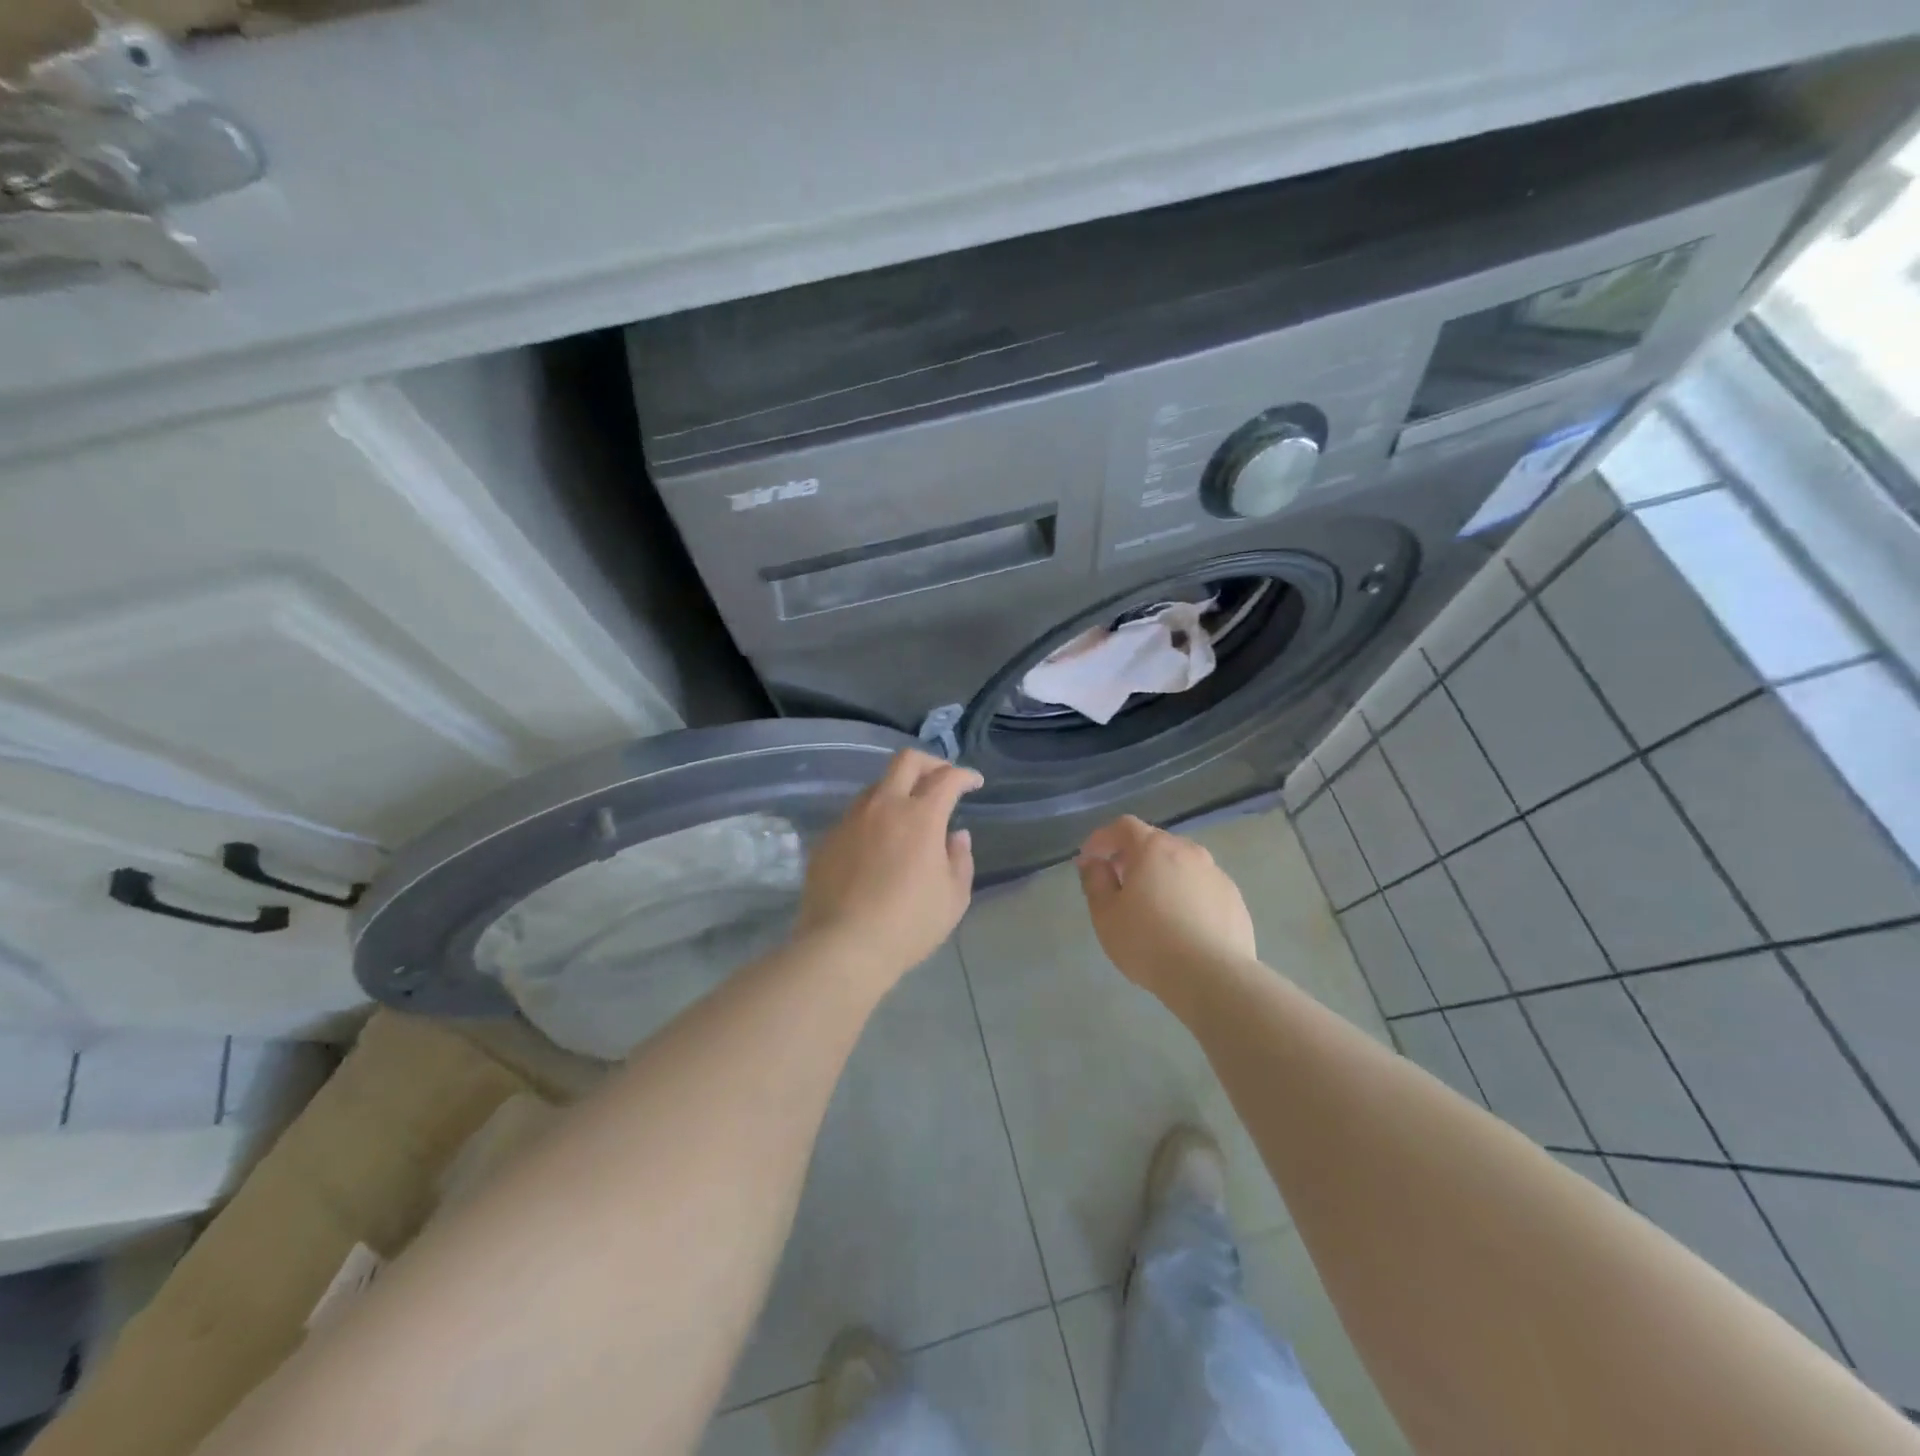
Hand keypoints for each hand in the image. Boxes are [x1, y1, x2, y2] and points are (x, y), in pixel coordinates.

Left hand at [794, 749, 982, 988]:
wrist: (842, 946)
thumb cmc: (908, 924)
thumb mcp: (953, 898)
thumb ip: (960, 859)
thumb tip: (956, 835)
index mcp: (921, 816)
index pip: (947, 778)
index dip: (965, 775)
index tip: (974, 783)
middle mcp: (884, 806)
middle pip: (906, 761)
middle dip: (930, 763)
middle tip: (942, 780)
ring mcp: (850, 820)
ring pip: (876, 786)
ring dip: (898, 790)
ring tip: (909, 814)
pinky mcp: (827, 839)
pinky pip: (855, 816)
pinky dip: (874, 819)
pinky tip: (878, 845)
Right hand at [1076, 816, 1256, 1001]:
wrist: (1213, 978)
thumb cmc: (1148, 942)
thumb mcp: (1106, 914)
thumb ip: (1095, 881)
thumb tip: (1093, 863)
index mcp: (1153, 848)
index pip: (1123, 827)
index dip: (1102, 838)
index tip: (1089, 859)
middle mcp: (1188, 851)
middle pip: (1154, 842)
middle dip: (1131, 856)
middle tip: (1117, 882)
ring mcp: (1216, 874)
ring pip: (1181, 864)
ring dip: (1161, 875)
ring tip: (1151, 906)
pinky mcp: (1234, 899)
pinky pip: (1201, 887)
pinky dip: (1185, 895)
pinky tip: (1181, 924)